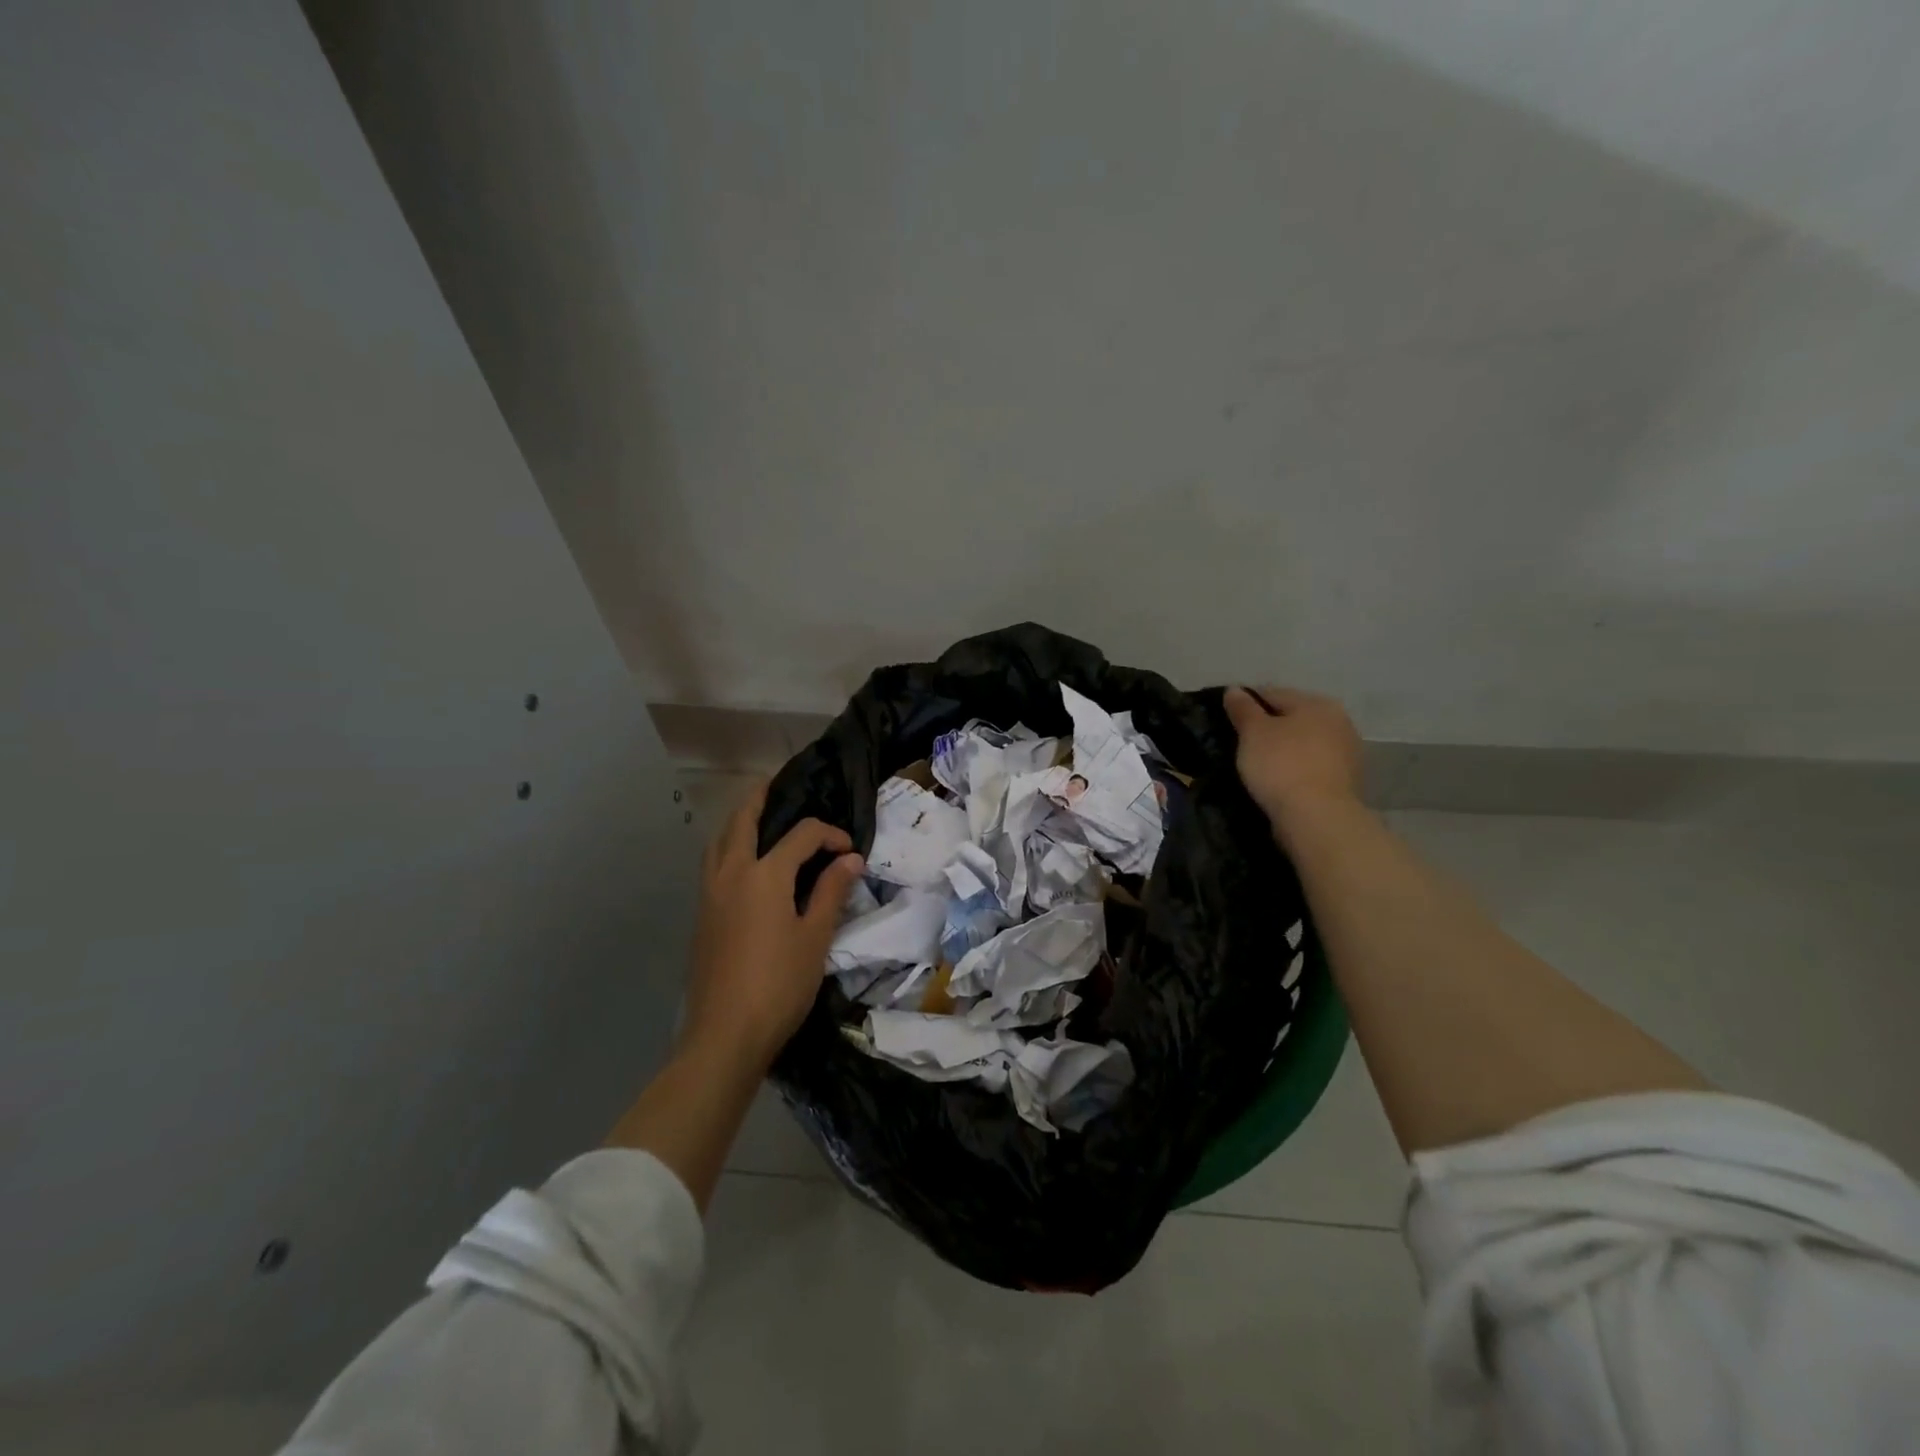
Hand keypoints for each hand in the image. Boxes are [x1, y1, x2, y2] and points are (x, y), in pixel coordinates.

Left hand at [681, 779, 864, 1071]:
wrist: (724, 1035)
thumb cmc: (778, 984)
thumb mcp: (815, 937)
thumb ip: (831, 891)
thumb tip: (850, 859)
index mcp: (764, 874)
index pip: (801, 835)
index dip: (829, 835)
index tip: (850, 852)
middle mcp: (731, 873)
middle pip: (742, 820)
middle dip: (762, 798)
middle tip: (780, 786)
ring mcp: (710, 893)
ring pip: (720, 840)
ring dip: (739, 821)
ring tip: (761, 819)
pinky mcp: (702, 914)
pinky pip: (713, 863)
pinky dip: (729, 847)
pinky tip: (746, 864)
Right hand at [1223, 686, 1363, 833]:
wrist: (1317, 817)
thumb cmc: (1281, 765)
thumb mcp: (1253, 733)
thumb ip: (1243, 708)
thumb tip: (1234, 689)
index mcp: (1317, 703)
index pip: (1273, 694)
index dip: (1246, 704)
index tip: (1227, 720)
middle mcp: (1338, 721)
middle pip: (1292, 718)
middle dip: (1268, 727)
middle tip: (1240, 743)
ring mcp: (1346, 752)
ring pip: (1303, 743)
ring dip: (1283, 749)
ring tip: (1257, 764)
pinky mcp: (1345, 781)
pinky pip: (1311, 766)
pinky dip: (1295, 768)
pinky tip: (1277, 780)